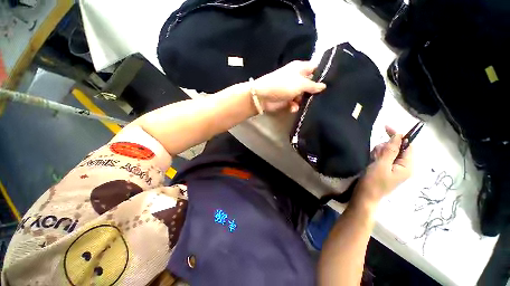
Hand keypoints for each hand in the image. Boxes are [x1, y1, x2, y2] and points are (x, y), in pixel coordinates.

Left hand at [252, 61, 326, 112]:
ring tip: (302, 103)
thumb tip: (324, 86)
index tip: (331, 82)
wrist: (263, 97)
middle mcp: (296, 78)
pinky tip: (292, 108)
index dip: (322, 74)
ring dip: (303, 101)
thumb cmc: (283, 85)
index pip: (315, 68)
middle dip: (314, 91)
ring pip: (303, 95)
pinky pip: (295, 103)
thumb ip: (312, 85)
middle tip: (321, 97)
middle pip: (310, 84)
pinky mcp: (286, 99)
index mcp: (300, 68)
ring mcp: (291, 89)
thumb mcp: (300, 83)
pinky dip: (294, 106)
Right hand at [353, 126, 412, 205]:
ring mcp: (394, 168)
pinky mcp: (386, 169)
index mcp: (407, 166)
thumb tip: (399, 135)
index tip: (385, 127)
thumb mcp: (382, 164)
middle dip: (385, 147)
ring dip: (379, 152)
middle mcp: (403, 166)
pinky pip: (383, 157)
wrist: (364, 196)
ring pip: (388, 152)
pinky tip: (371, 161)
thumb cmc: (373, 181)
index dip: (398, 135)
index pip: (407, 145)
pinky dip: (376, 156)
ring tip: (372, 160)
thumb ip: (391, 150)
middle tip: (375, 154)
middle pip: (396, 148)